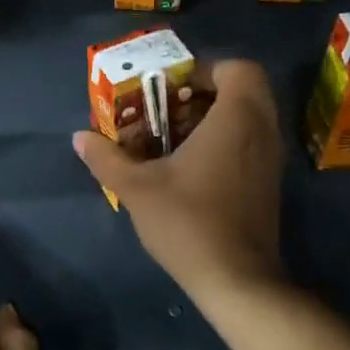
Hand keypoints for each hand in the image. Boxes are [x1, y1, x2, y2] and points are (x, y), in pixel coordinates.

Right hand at [72, 59, 284, 298]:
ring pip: (247, 118)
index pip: (238, 69)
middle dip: (203, 94)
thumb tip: (79, 138)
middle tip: (167, 110)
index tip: (169, 89)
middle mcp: (261, 132)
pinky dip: (223, 142)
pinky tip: (187, 168)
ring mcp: (269, 160)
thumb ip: (106, 158)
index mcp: (236, 119)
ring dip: (211, 119)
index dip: (203, 70)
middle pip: (243, 90)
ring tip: (171, 139)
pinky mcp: (267, 184)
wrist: (236, 279)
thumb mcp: (136, 188)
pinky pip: (249, 143)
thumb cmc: (188, 222)